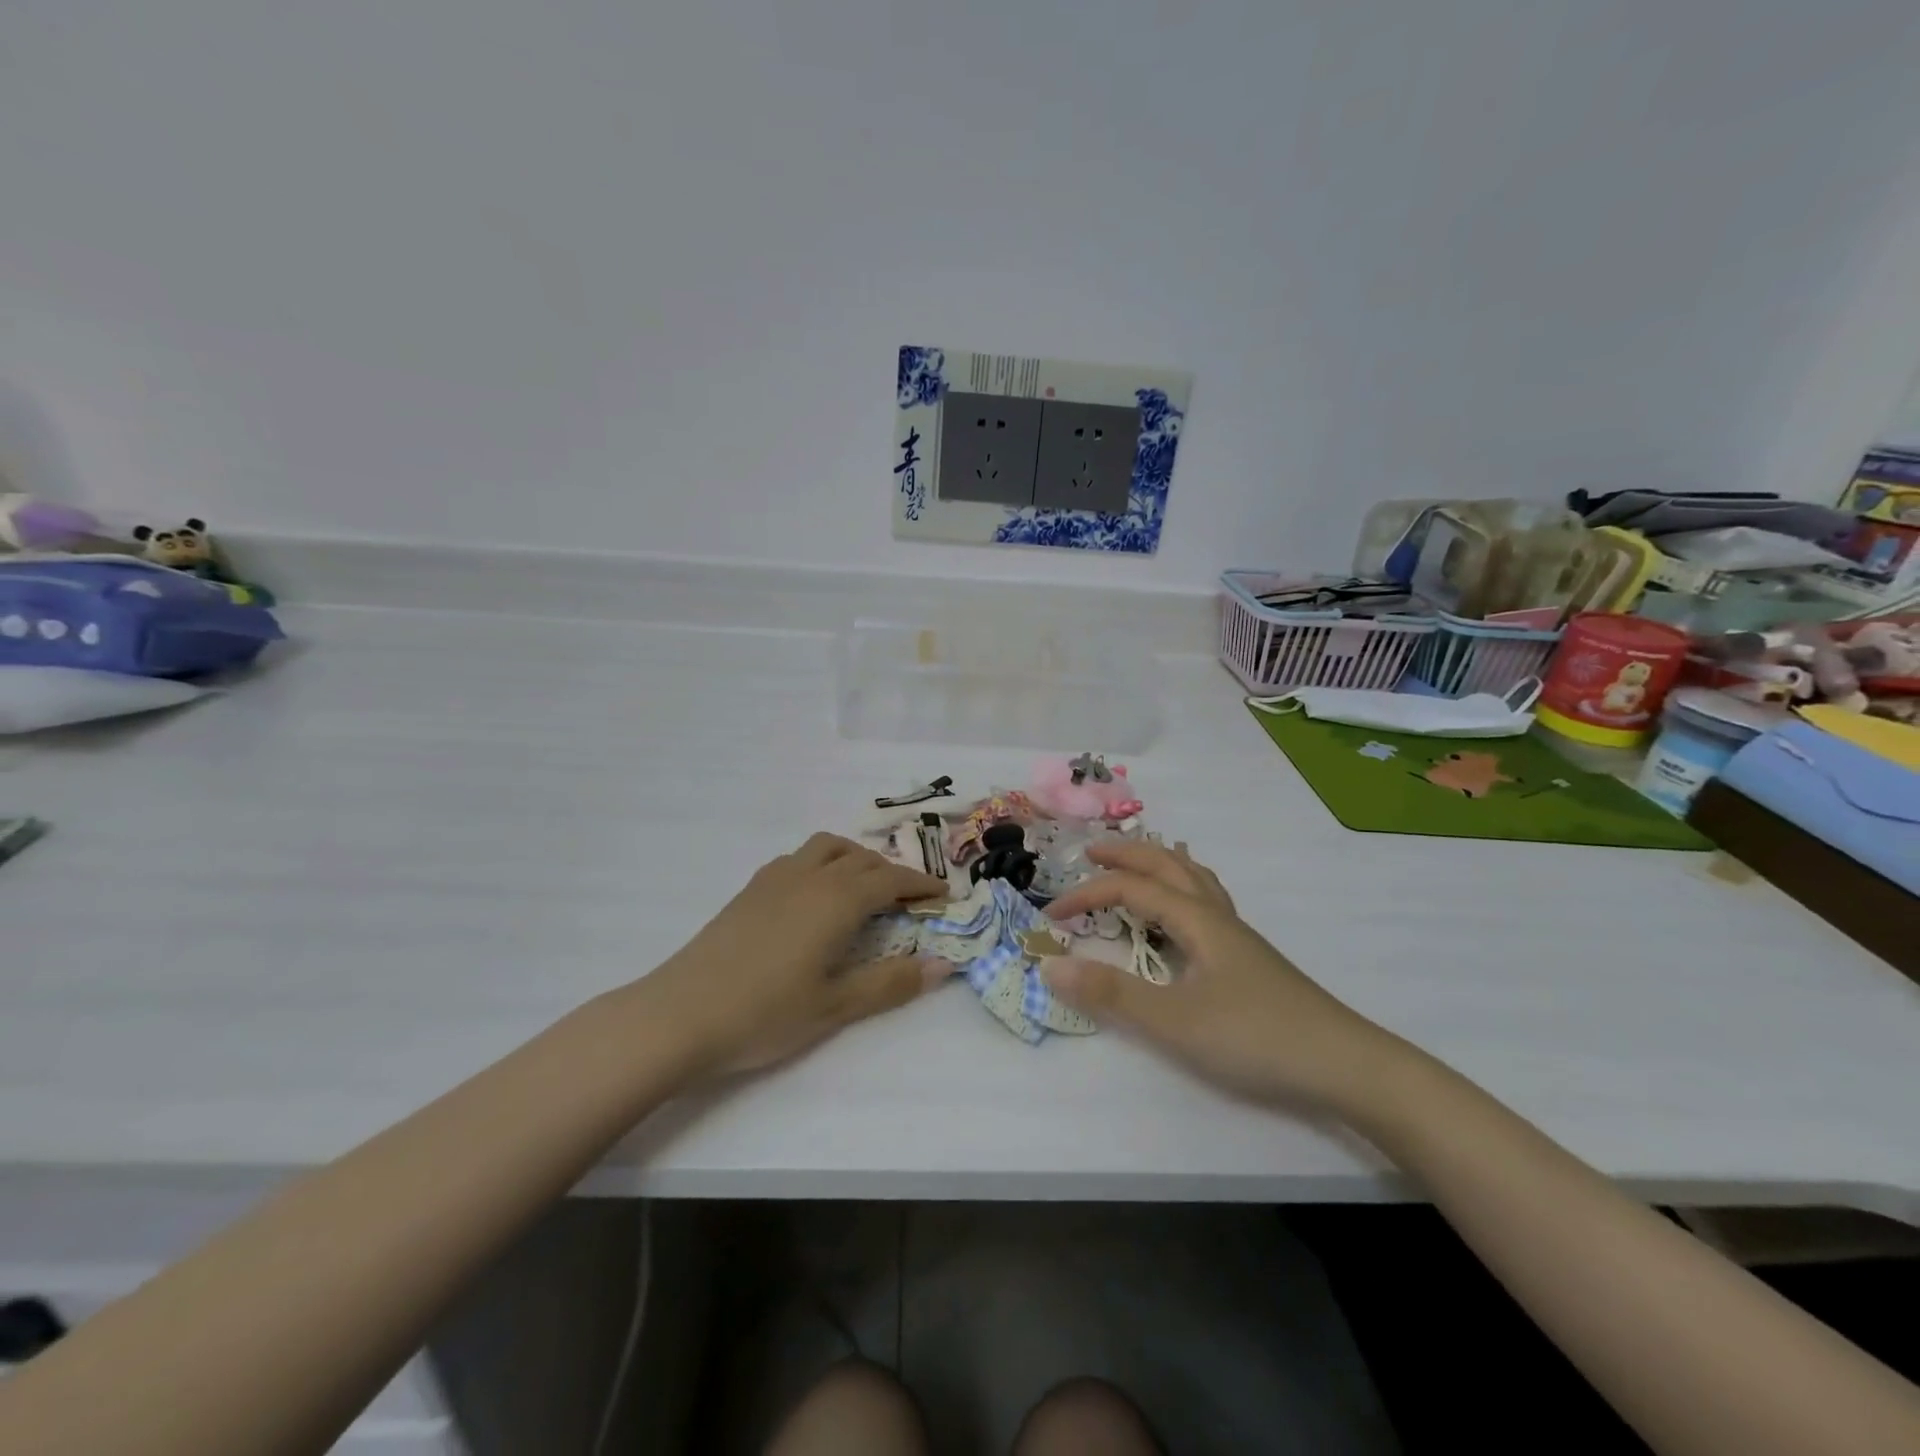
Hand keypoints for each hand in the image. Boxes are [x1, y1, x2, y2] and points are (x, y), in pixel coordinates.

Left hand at [642, 833, 953, 1077]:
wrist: (680, 1014)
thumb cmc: (765, 1013)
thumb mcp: (836, 1006)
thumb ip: (890, 983)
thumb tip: (942, 966)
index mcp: (836, 900)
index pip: (890, 880)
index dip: (921, 886)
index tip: (944, 896)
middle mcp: (809, 877)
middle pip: (861, 859)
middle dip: (892, 873)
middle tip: (909, 899)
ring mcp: (775, 879)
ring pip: (827, 848)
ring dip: (855, 859)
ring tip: (864, 888)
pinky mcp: (750, 889)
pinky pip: (798, 858)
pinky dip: (822, 864)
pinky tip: (814, 897)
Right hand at [1041, 841, 1401, 1108]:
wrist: (1345, 1065)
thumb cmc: (1255, 1038)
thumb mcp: (1174, 1020)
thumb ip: (1111, 993)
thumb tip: (1050, 964)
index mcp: (1197, 920)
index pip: (1131, 890)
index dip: (1087, 894)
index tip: (1051, 914)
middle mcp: (1217, 917)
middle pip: (1168, 866)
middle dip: (1127, 854)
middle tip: (1091, 851)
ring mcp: (1239, 937)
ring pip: (1195, 880)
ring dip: (1160, 863)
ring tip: (1141, 863)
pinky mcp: (1251, 959)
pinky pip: (1209, 902)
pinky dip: (1185, 889)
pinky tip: (1186, 914)